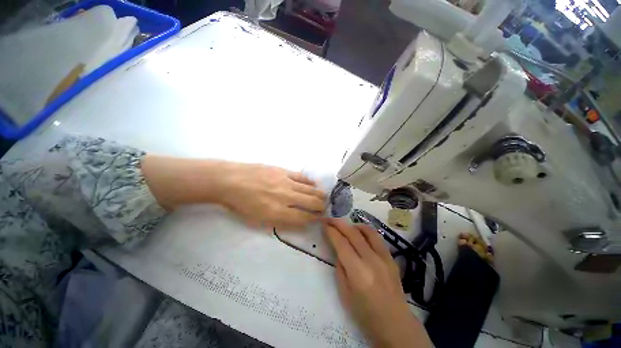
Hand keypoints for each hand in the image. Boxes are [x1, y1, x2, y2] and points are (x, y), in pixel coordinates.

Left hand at [218, 162, 325, 229]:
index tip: (319, 219)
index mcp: (278, 212)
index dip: (313, 219)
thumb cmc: (240, 204)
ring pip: (310, 190)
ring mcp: (286, 182)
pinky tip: (314, 185)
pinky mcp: (284, 171)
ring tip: (323, 197)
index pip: (303, 218)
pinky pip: (302, 177)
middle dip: (320, 207)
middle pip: (311, 203)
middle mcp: (286, 197)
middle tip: (323, 208)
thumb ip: (279, 221)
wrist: (230, 180)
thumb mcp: (257, 220)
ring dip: (319, 194)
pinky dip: (310, 182)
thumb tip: (297, 221)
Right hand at [325, 218, 431, 347]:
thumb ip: (340, 268)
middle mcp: (371, 260)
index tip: (324, 224)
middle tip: (330, 219)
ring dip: (353, 225)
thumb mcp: (344, 294)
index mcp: (358, 272)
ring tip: (345, 226)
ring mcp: (384, 257)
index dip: (331, 231)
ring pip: (367, 231)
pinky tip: (360, 232)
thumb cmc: (365, 314)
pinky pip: (377, 238)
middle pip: (353, 233)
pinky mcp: (391, 258)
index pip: (341, 244)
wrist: (395, 324)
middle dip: (339, 223)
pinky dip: (366, 231)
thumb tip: (338, 250)